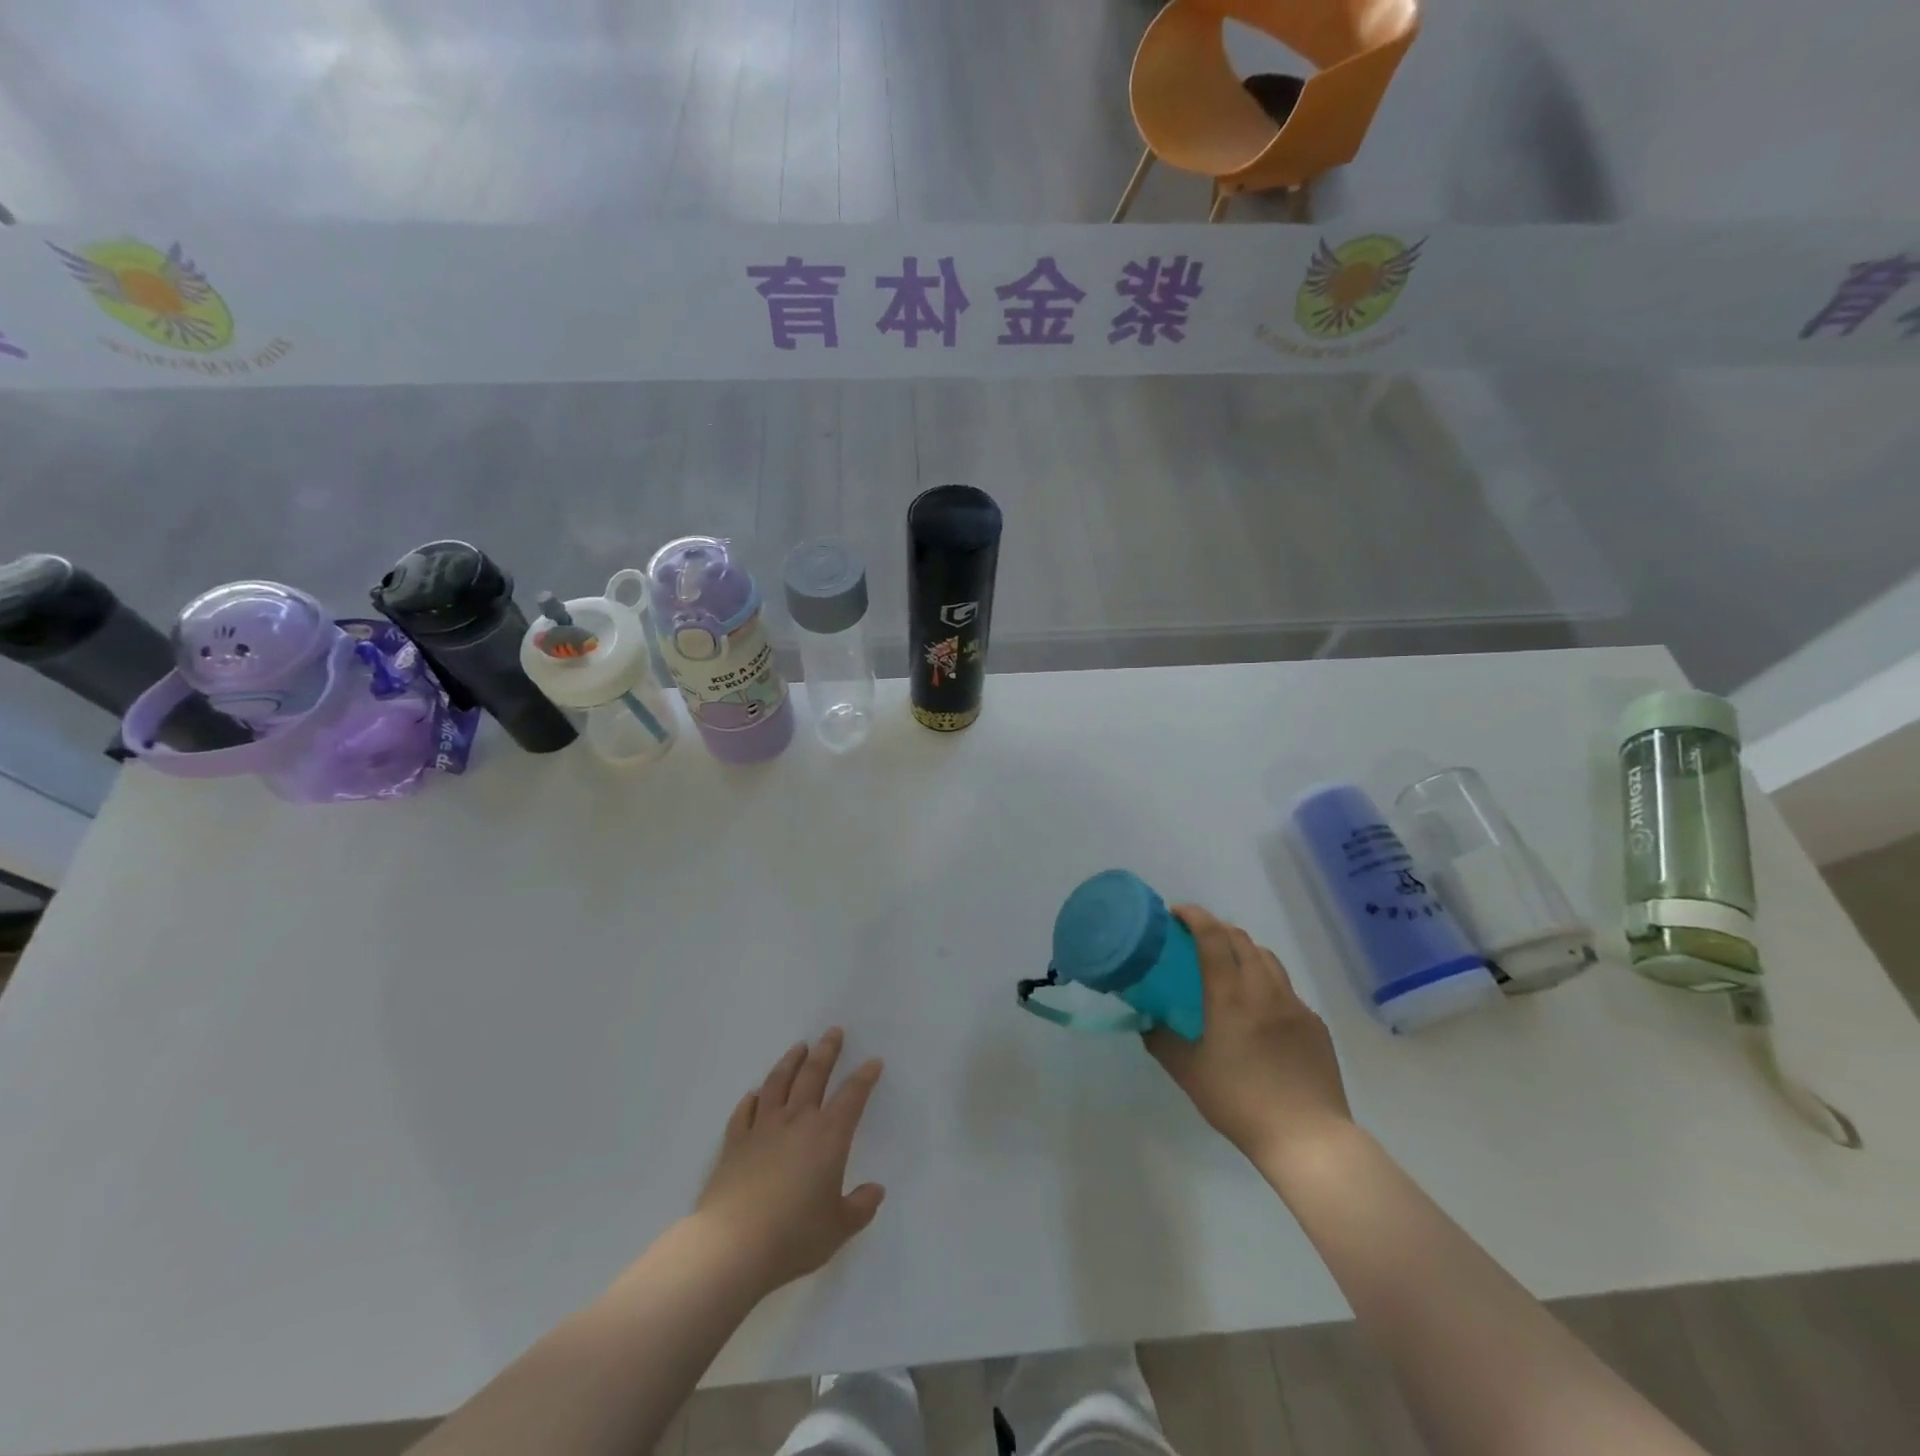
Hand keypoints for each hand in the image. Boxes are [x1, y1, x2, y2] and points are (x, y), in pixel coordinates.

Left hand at [694, 1028, 884, 1294]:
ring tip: (798, 1047)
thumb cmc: (793, 1236)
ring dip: (790, 1062)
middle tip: (833, 1032)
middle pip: (813, 1075)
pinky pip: (744, 1113)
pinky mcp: (734, 1143)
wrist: (732, 1246)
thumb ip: (860, 1207)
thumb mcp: (838, 1228)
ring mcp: (762, 1129)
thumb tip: (876, 1190)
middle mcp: (797, 1121)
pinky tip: (754, 1094)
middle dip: (826, 1052)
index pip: (852, 1096)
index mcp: (828, 1136)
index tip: (873, 1062)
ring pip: (778, 1083)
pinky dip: (751, 1100)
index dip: (864, 1077)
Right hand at [1146, 906, 1351, 1169]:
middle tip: (1196, 940)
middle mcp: (1265, 990)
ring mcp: (1295, 1005)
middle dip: (1217, 929)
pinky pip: (1286, 989)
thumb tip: (1146, 1022)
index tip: (1176, 913)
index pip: (1212, 937)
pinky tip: (1259, 1011)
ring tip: (1228, 967)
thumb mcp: (1188, 1073)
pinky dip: (1266, 982)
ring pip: (1268, 959)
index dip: (1194, 916)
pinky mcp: (1315, 1024)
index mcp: (1231, 996)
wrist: (1308, 1138)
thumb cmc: (1240, 1102)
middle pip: (1241, 940)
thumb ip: (1162, 1041)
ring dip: (1244, 950)